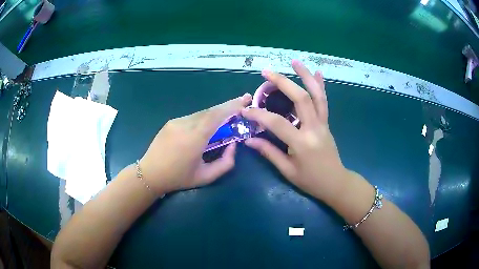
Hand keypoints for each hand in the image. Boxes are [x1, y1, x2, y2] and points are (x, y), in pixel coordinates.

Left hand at [139, 93, 251, 194]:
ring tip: (228, 116)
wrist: (149, 174)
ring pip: (201, 113)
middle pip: (211, 111)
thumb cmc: (178, 178)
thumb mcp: (205, 177)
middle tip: (243, 102)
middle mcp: (185, 125)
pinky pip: (192, 117)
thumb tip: (233, 145)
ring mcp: (176, 121)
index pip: (216, 116)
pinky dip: (204, 118)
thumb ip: (225, 163)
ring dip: (216, 113)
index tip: (245, 100)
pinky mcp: (171, 122)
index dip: (232, 106)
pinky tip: (207, 125)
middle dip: (228, 105)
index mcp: (194, 138)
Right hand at [242, 60, 346, 203]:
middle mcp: (314, 128)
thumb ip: (269, 152)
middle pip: (300, 98)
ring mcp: (323, 123)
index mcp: (302, 143)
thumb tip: (249, 139)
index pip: (277, 123)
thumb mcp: (288, 171)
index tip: (245, 111)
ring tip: (294, 61)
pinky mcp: (326, 123)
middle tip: (267, 72)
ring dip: (305, 76)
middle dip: (282, 83)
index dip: (258, 115)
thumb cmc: (310, 180)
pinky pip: (324, 101)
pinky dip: (321, 86)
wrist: (335, 182)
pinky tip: (317, 73)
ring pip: (316, 95)